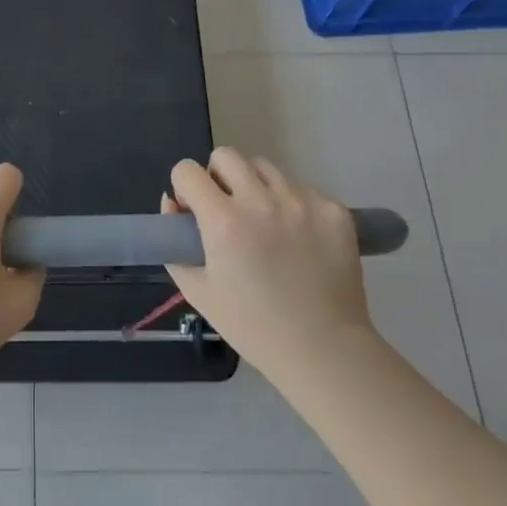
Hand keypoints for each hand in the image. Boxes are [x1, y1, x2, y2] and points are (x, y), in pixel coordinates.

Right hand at [164, 147, 375, 383]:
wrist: (323, 349)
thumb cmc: (252, 326)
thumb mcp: (198, 290)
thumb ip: (174, 245)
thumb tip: (173, 203)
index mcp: (223, 220)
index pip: (187, 170)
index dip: (184, 187)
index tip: (193, 209)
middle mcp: (262, 200)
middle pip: (227, 155)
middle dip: (218, 176)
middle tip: (226, 208)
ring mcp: (302, 201)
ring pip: (266, 168)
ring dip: (255, 186)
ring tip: (264, 221)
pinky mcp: (333, 209)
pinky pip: (301, 188)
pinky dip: (291, 203)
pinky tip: (297, 237)